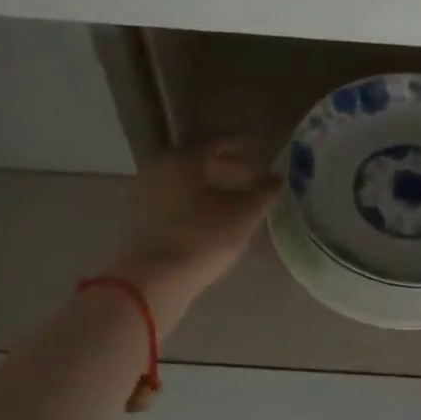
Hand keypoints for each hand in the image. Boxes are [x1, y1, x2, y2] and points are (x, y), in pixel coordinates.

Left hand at [106, 140, 279, 331]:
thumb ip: (264, 191)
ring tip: (236, 199)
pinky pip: (176, 196)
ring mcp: (148, 191)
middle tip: (252, 176)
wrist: (155, 279)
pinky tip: (214, 215)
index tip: (262, 153)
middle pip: (199, 158)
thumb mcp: (244, 214)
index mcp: (184, 157)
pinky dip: (196, 199)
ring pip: (186, 178)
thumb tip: (277, 179)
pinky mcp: (144, 216)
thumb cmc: (203, 237)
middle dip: (228, 165)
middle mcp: (161, 166)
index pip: (218, 140)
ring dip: (212, 183)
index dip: (243, 145)